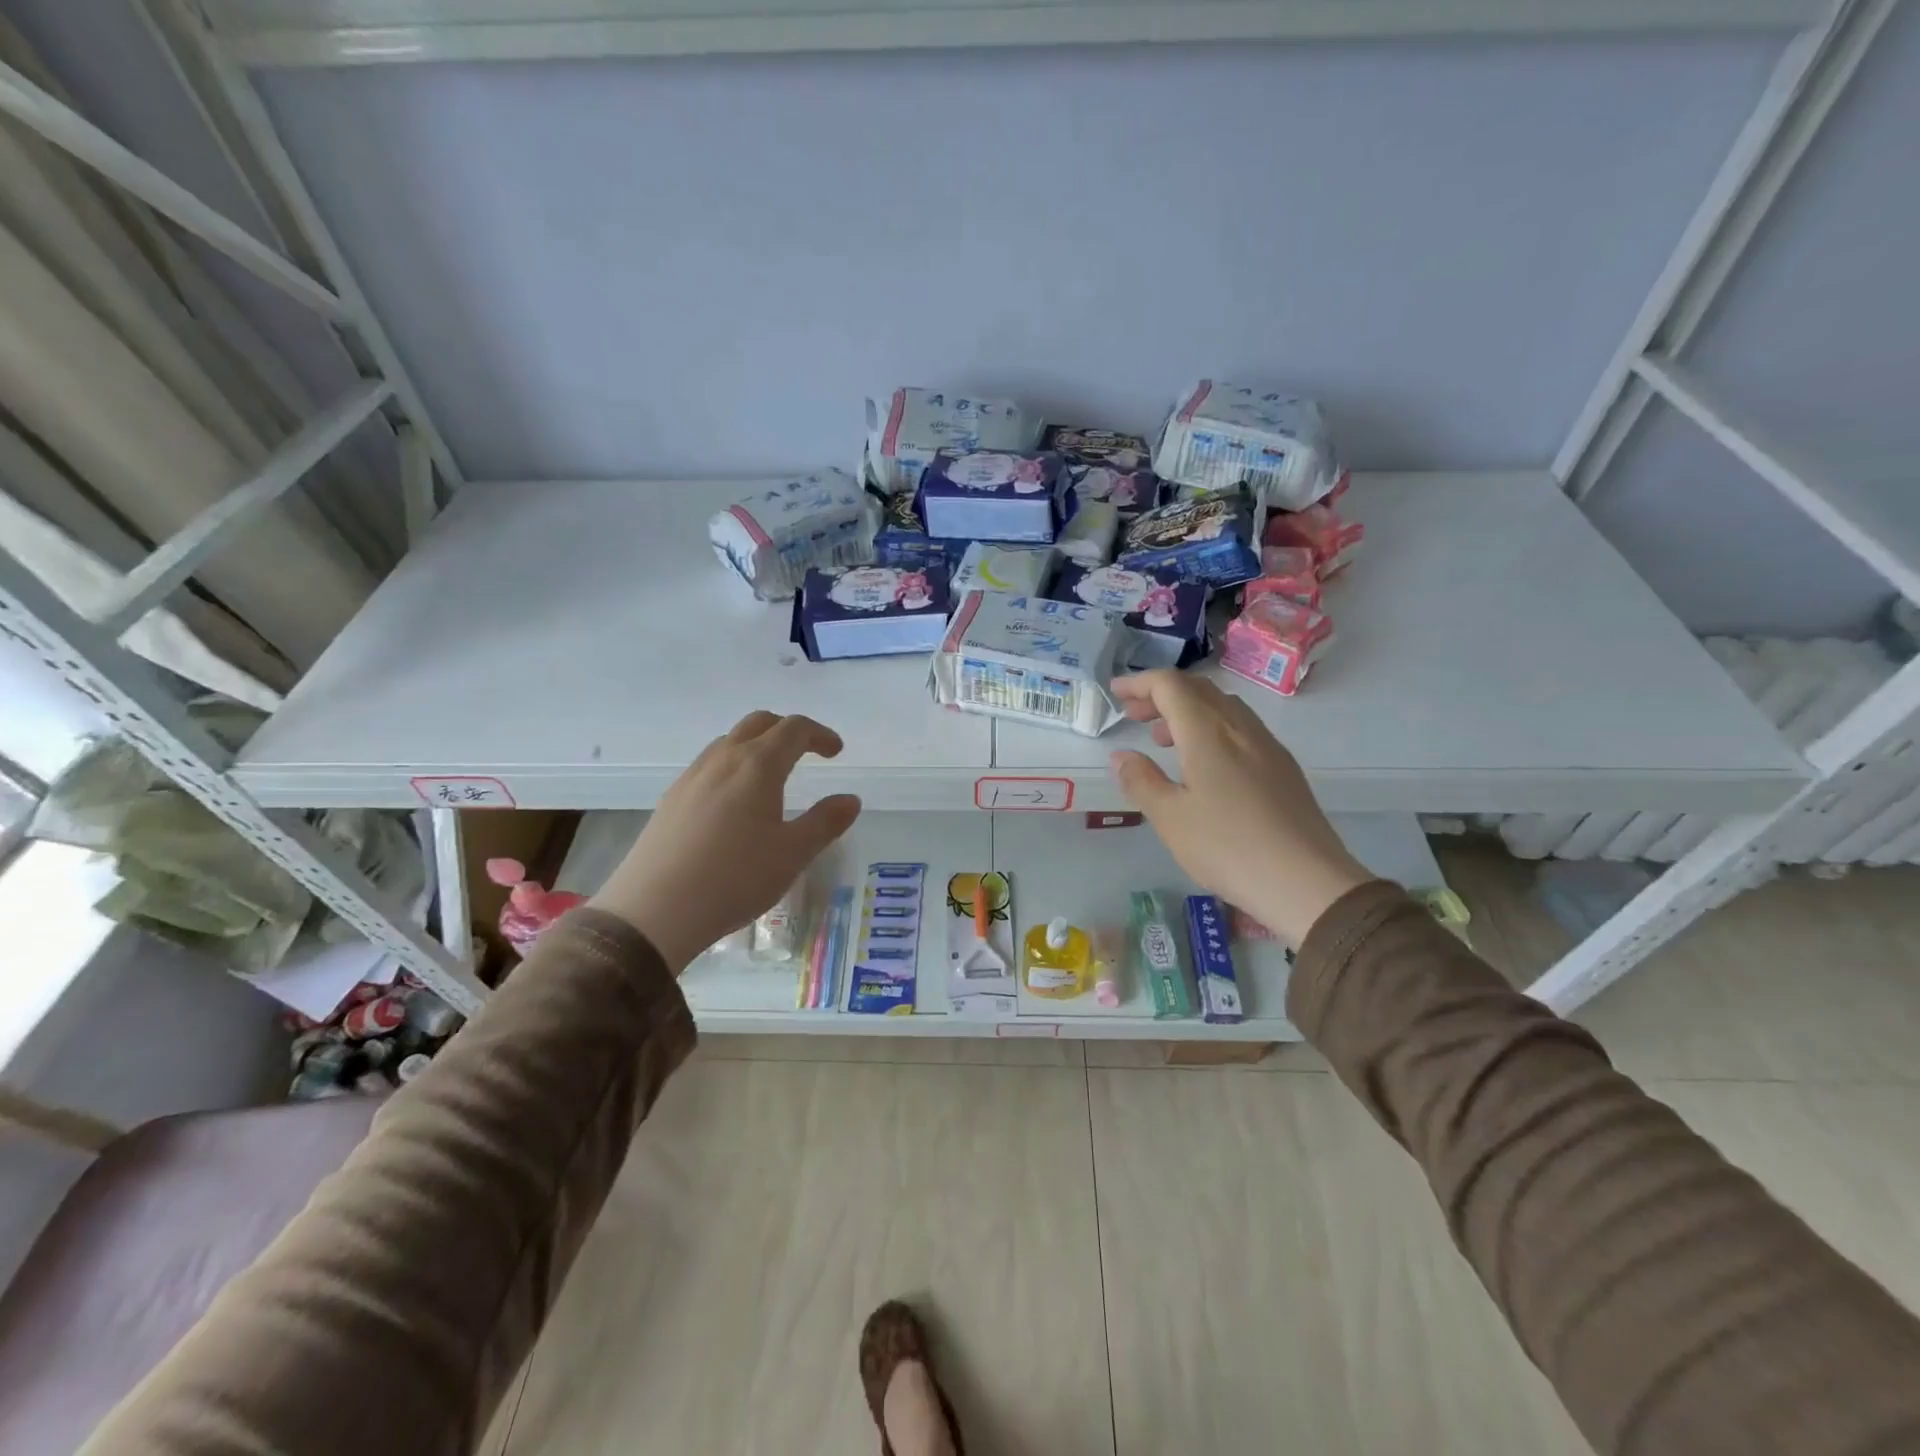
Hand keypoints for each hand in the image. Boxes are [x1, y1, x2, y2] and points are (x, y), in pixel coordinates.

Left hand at [589, 712, 861, 970]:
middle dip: (788, 730)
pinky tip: (734, 804)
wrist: (654, 911)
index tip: (836, 752)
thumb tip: (850, 799)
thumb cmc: (735, 878)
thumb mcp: (793, 854)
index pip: (794, 729)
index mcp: (758, 765)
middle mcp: (723, 759)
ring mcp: (691, 777)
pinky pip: (709, 765)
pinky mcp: (671, 799)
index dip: (820, 734)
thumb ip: (825, 822)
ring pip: (729, 742)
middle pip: (759, 723)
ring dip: (757, 746)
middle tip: (807, 753)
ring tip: (772, 778)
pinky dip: (732, 767)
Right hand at [1106, 670, 1370, 946]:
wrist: (1307, 882)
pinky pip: (1241, 729)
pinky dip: (1212, 729)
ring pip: (1223, 707)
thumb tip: (1121, 756)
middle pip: (1198, 690)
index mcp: (1208, 732)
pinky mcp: (1284, 768)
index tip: (1116, 693)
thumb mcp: (1170, 818)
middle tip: (1134, 715)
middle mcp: (1240, 727)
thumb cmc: (1227, 847)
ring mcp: (1268, 746)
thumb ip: (1141, 781)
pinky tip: (1205, 764)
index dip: (1140, 683)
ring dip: (1188, 711)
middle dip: (1161, 695)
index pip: (1170, 686)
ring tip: (1163, 740)